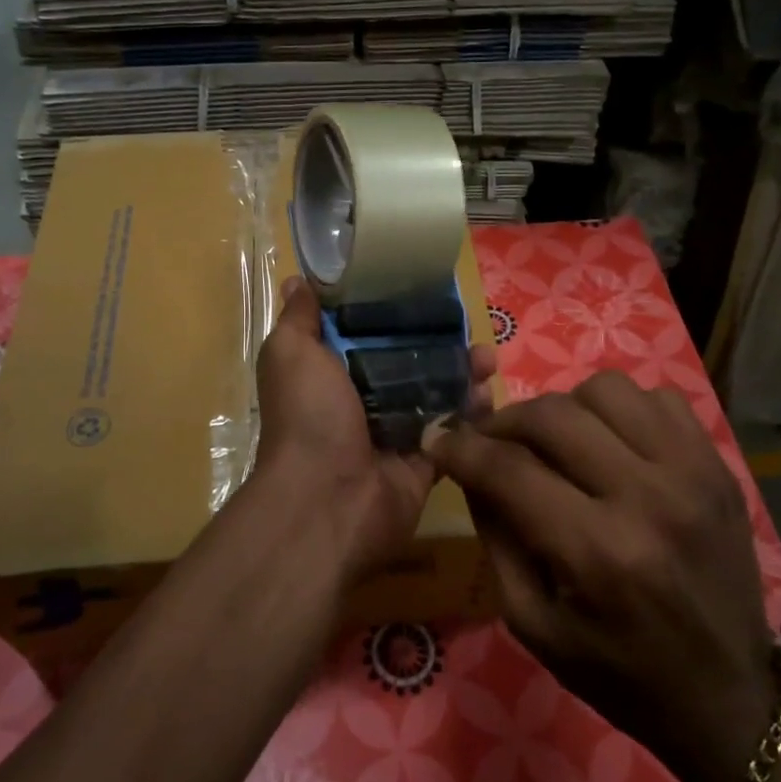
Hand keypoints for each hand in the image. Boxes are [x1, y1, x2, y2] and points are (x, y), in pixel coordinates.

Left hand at [255, 277, 494, 578]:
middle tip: (467, 325)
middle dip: (439, 341)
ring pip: (435, 394)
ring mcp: (395, 432)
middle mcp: (361, 400)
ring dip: (463, 374)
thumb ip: (299, 319)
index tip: (423, 287)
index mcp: (330, 373)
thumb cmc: (309, 417)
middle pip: (408, 361)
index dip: (392, 310)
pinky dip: (473, 415)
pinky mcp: (425, 461)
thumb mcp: (291, 354)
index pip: (366, 333)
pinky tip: (489, 395)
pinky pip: (454, 432)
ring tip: (486, 360)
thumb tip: (297, 281)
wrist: (329, 500)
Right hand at [429, 370, 774, 781]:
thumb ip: (496, 538)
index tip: (439, 440)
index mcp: (598, 552)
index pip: (509, 469)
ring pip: (605, 390)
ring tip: (556, 442)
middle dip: (503, 422)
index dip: (461, 448)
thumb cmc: (618, 673)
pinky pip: (657, 398)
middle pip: (552, 415)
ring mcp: (693, 473)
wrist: (728, 697)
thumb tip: (470, 469)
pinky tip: (610, 443)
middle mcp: (648, 498)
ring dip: (564, 409)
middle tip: (490, 441)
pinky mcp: (718, 466)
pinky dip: (620, 410)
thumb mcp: (533, 624)